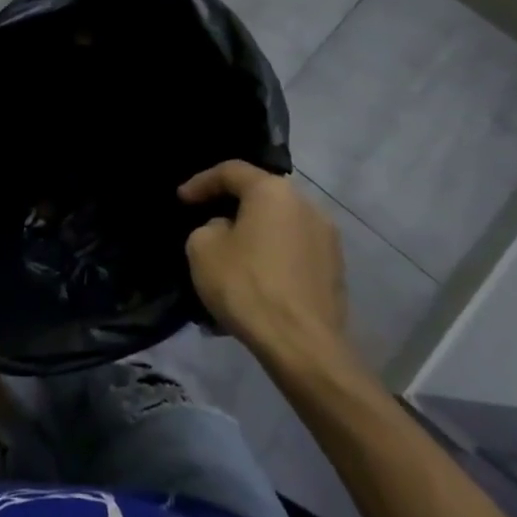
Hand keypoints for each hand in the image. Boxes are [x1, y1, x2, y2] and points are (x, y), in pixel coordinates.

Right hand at [179, 161, 360, 376]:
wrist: (301, 345)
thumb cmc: (246, 285)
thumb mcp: (202, 248)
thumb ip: (209, 227)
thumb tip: (226, 230)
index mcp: (273, 191)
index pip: (231, 171)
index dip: (201, 182)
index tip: (181, 200)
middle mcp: (307, 206)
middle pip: (261, 196)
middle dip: (231, 207)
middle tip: (207, 222)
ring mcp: (328, 239)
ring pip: (279, 226)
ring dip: (254, 235)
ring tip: (231, 257)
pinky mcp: (335, 270)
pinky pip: (294, 252)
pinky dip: (272, 257)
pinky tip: (255, 281)